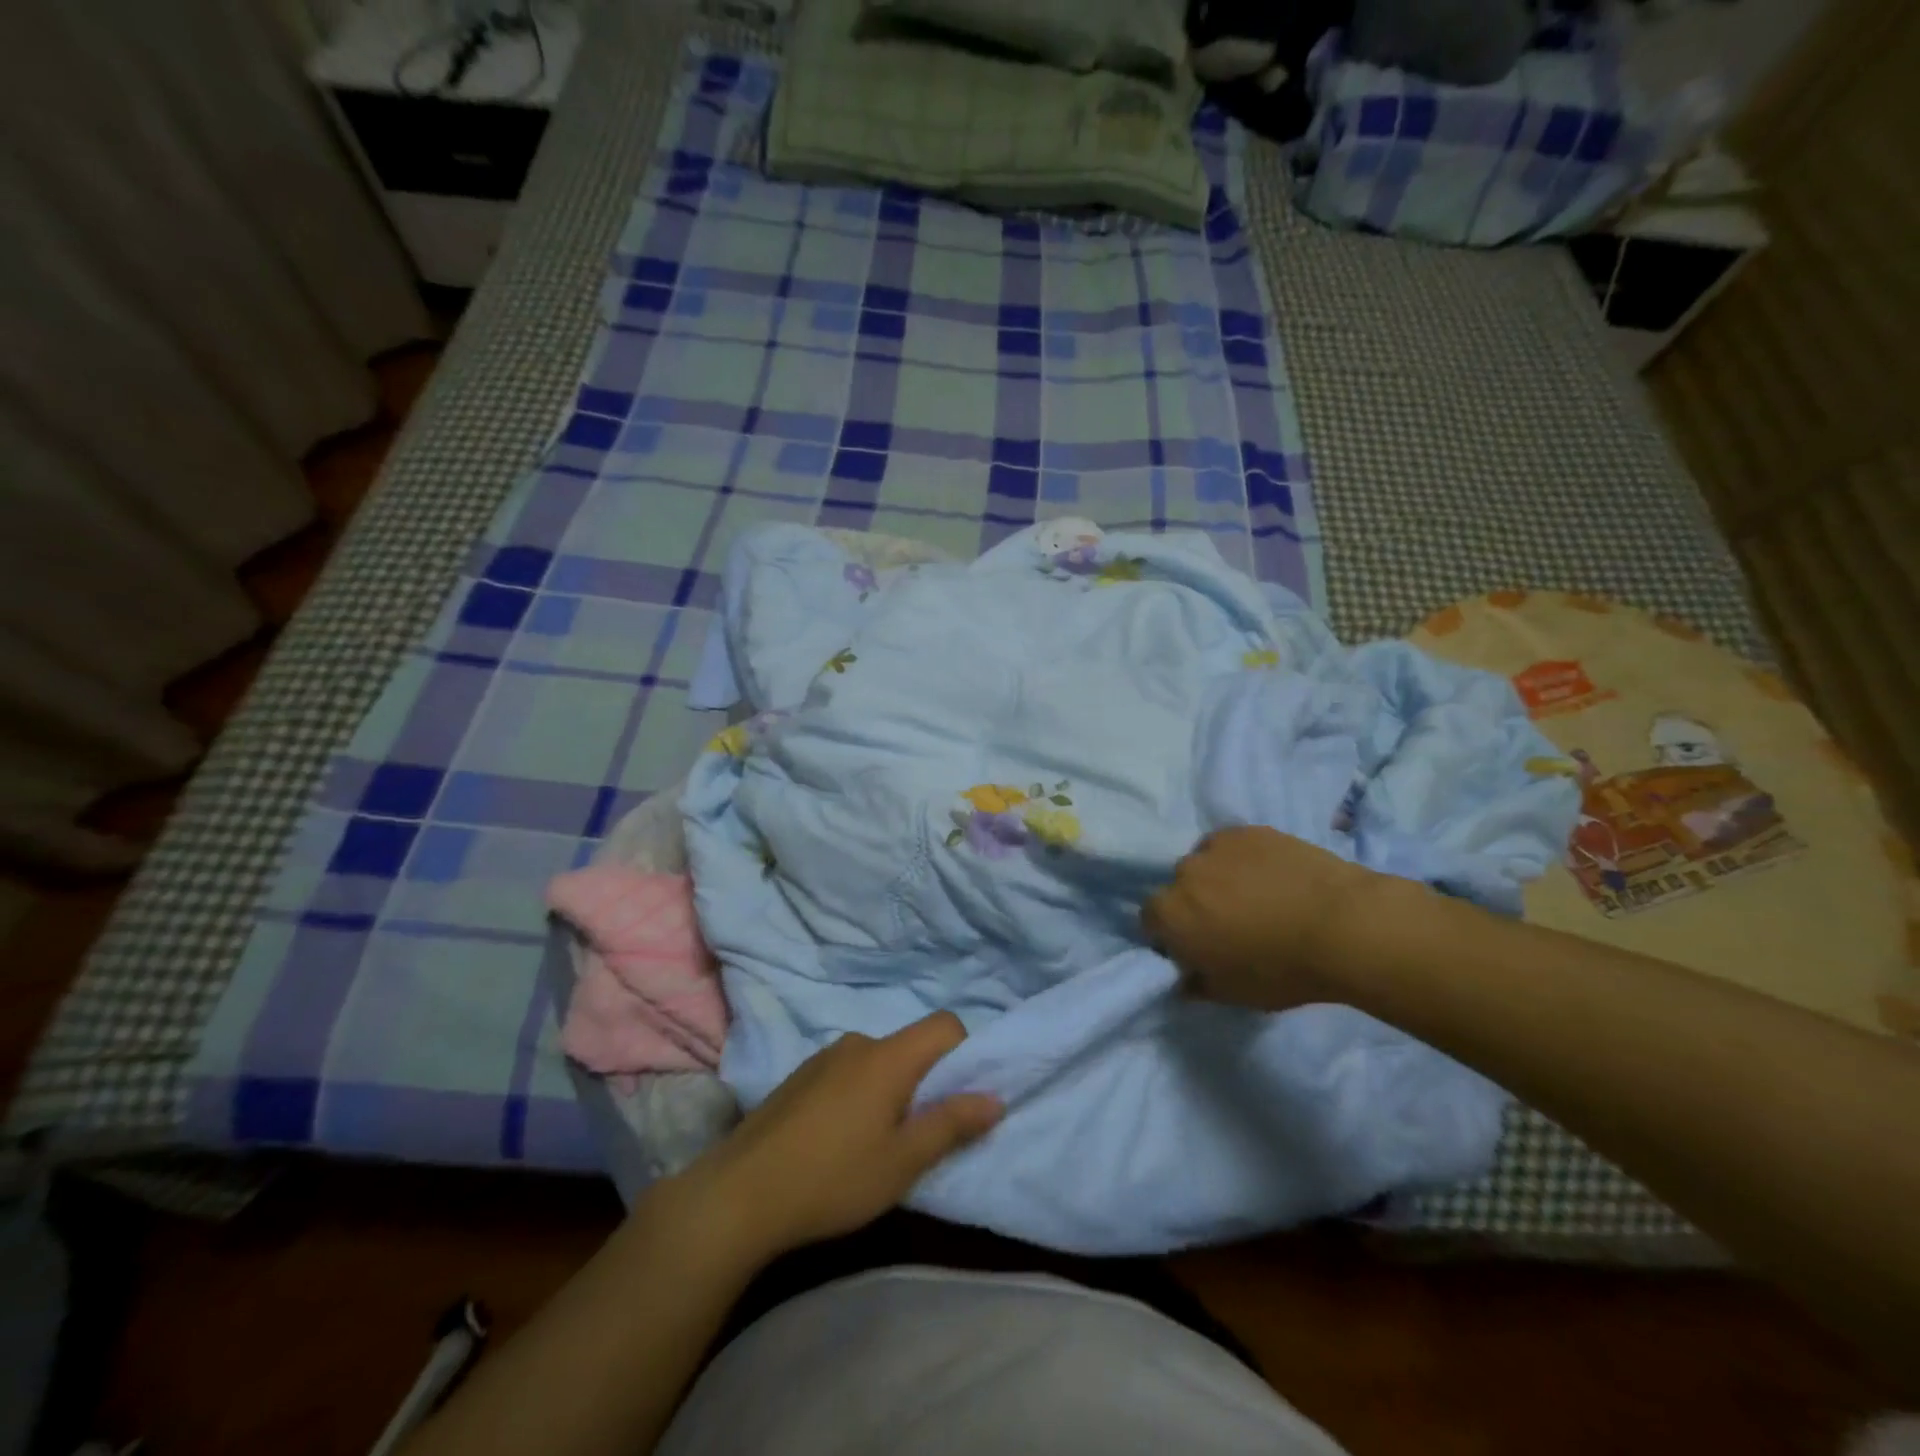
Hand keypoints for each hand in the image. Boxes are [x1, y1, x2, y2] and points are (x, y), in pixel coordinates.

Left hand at [672, 1012, 1001, 1258]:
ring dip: (889, 1091)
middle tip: (916, 1136)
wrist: (738, 1194)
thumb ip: (951, 1125)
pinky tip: (835, 1142)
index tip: (958, 1100)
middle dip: (925, 1082)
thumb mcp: (902, 1162)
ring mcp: (823, 1057)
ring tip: (872, 1146)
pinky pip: (847, 1073)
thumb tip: (995, 1098)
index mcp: (888, 1057)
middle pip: (910, 1046)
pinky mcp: (799, 1077)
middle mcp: (858, 1043)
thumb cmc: (832, 1178)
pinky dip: (858, 1095)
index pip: (945, 1025)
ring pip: (878, 1062)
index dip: (964, 1054)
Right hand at [1142, 825, 1379, 1011]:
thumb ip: (1198, 985)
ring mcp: (1216, 846)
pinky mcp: (1249, 830)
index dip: (1170, 935)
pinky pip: (1234, 846)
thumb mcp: (1234, 994)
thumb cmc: (1282, 969)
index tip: (1196, 947)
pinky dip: (1244, 859)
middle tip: (1228, 923)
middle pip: (1178, 888)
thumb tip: (1184, 980)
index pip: (1150, 919)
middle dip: (1194, 903)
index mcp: (1170, 914)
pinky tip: (1272, 875)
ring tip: (1255, 896)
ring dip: (1218, 877)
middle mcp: (1183, 873)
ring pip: (1206, 862)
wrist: (1343, 925)